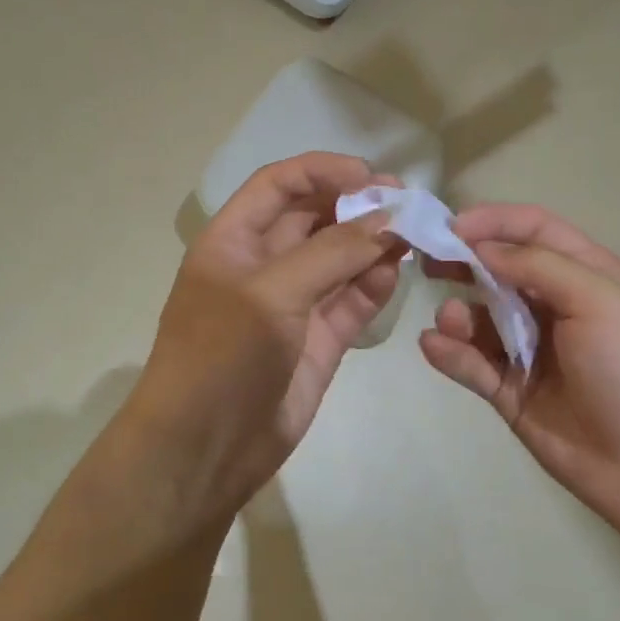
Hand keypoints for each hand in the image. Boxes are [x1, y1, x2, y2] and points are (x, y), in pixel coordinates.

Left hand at [129, 153, 404, 518]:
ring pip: (339, 259)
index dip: (321, 171)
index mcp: (233, 240)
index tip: (370, 175)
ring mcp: (293, 304)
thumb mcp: (270, 293)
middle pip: (314, 218)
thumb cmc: (222, 355)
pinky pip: (352, 300)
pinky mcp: (319, 341)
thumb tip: (389, 220)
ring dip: (372, 244)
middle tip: (407, 203)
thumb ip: (332, 252)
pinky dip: (374, 284)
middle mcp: (263, 265)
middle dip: (356, 206)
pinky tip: (398, 271)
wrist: (205, 449)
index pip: (279, 185)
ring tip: (414, 234)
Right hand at [419, 203, 619, 535]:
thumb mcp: (602, 302)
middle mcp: (555, 307)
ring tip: (450, 321)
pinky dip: (450, 353)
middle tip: (425, 260)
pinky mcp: (511, 391)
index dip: (494, 222)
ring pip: (480, 319)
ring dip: (458, 314)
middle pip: (499, 270)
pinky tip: (435, 347)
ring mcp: (531, 350)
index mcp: (587, 276)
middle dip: (463, 262)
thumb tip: (482, 248)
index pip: (535, 231)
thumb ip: (540, 267)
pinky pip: (472, 364)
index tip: (451, 227)